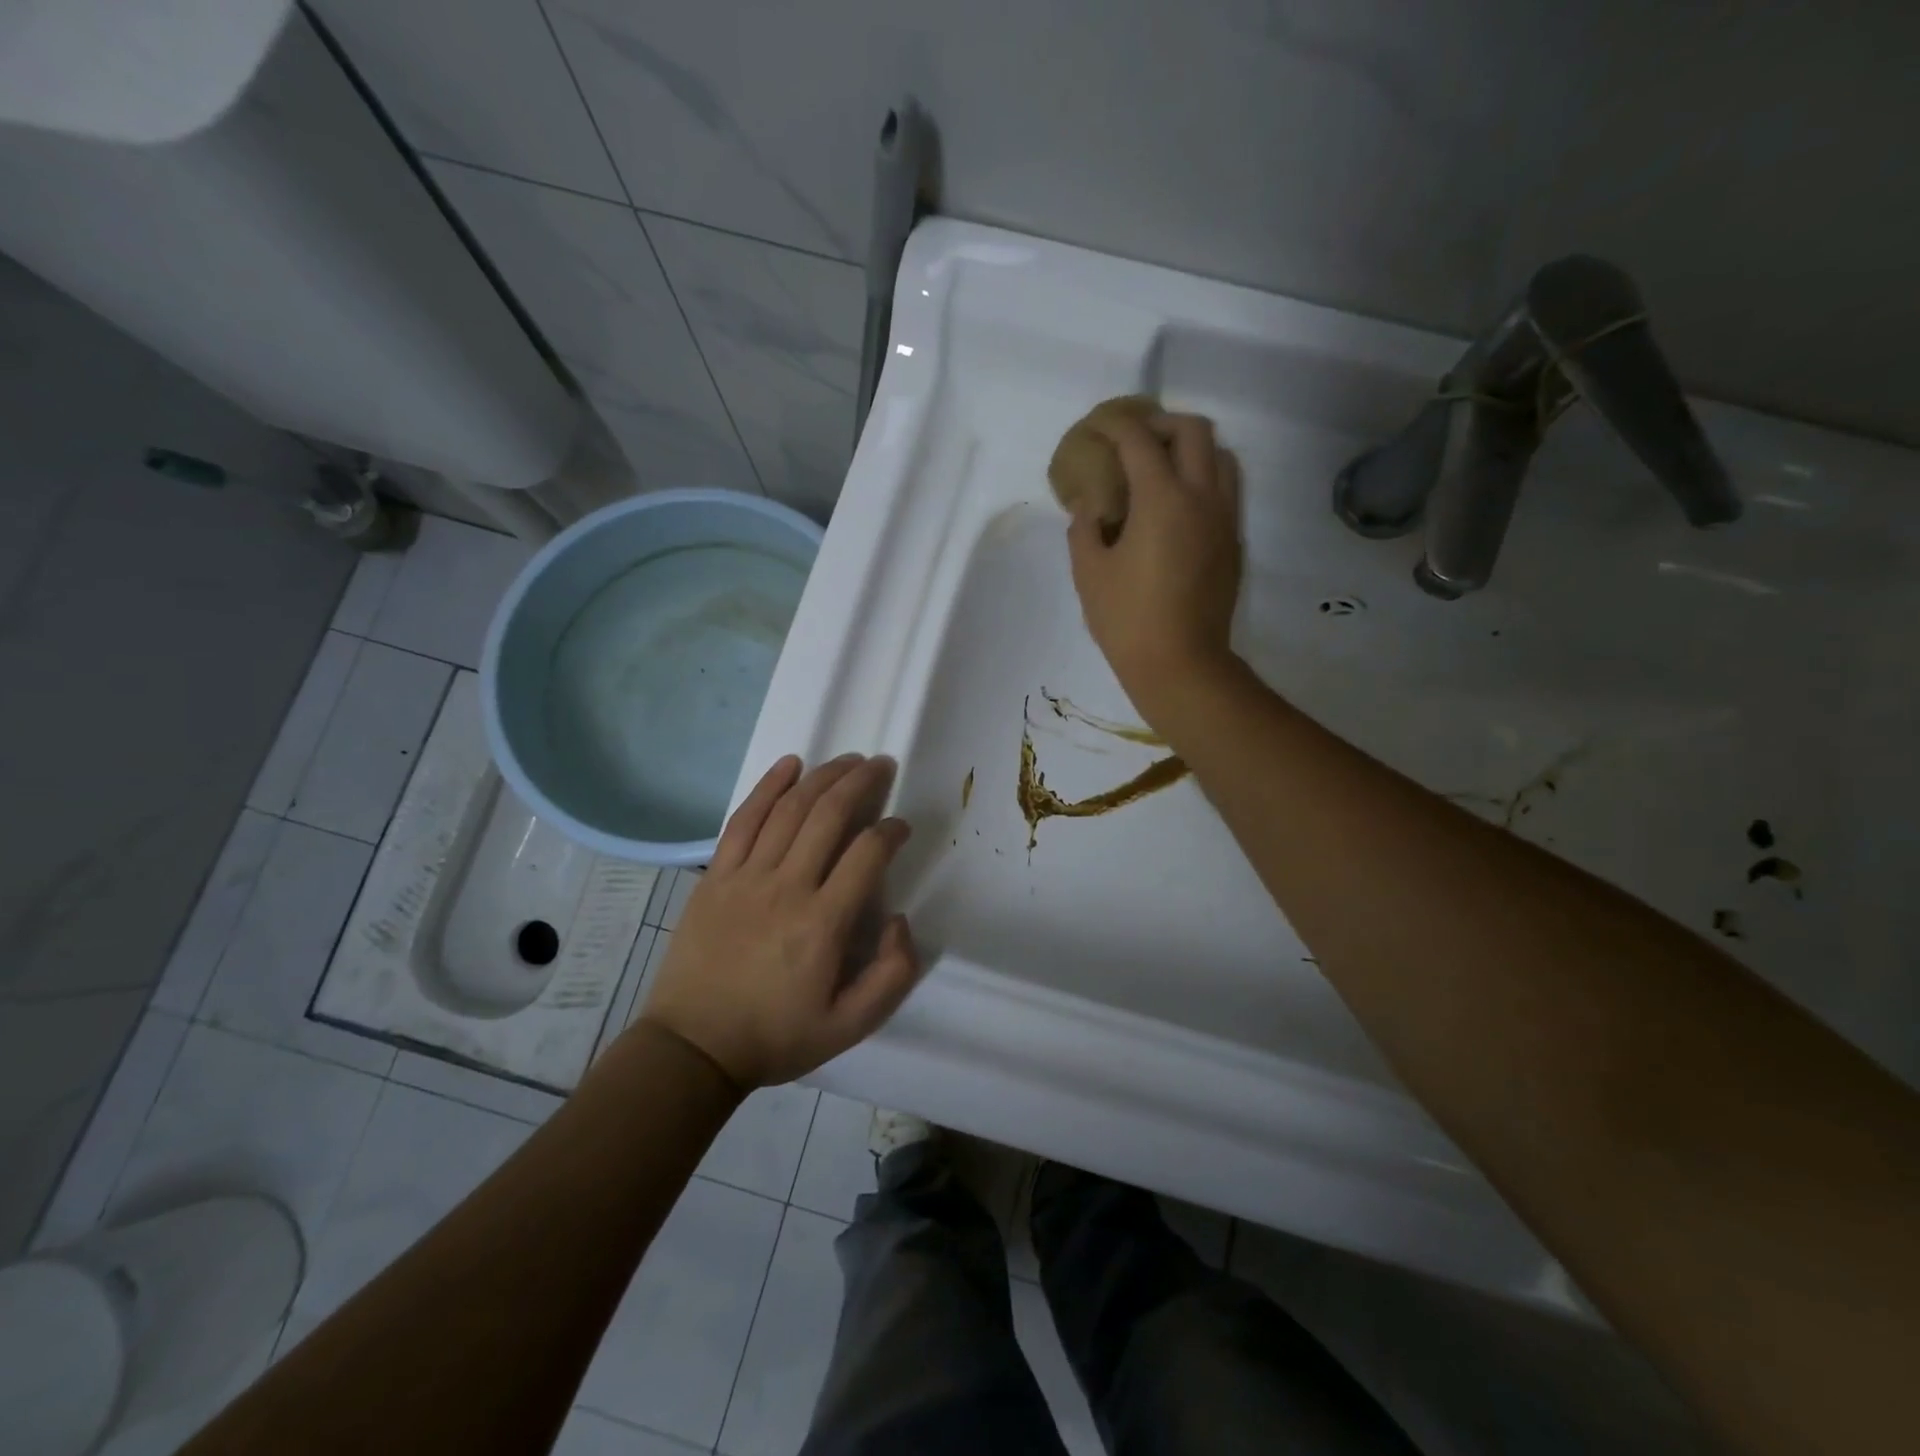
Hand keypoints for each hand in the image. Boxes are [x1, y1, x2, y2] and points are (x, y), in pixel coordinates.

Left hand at [637, 755, 921, 1087]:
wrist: (694, 1047)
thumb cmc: (776, 1035)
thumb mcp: (850, 1026)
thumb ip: (891, 975)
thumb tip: (898, 919)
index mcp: (822, 923)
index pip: (866, 854)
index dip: (891, 832)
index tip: (901, 826)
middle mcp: (787, 887)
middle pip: (828, 815)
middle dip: (861, 782)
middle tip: (881, 765)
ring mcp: (746, 876)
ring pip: (789, 809)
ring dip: (823, 777)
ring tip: (848, 760)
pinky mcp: (716, 876)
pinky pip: (743, 820)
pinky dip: (768, 787)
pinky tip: (789, 765)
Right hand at [1065, 409, 1242, 720]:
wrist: (1181, 664)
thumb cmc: (1127, 619)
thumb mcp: (1089, 573)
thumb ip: (1084, 529)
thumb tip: (1090, 507)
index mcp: (1161, 498)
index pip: (1138, 440)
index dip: (1114, 426)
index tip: (1096, 428)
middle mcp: (1201, 496)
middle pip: (1193, 430)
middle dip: (1161, 423)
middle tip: (1134, 440)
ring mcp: (1224, 518)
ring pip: (1221, 455)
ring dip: (1191, 447)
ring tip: (1162, 466)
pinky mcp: (1233, 542)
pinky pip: (1226, 489)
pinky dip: (1204, 478)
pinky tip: (1178, 505)